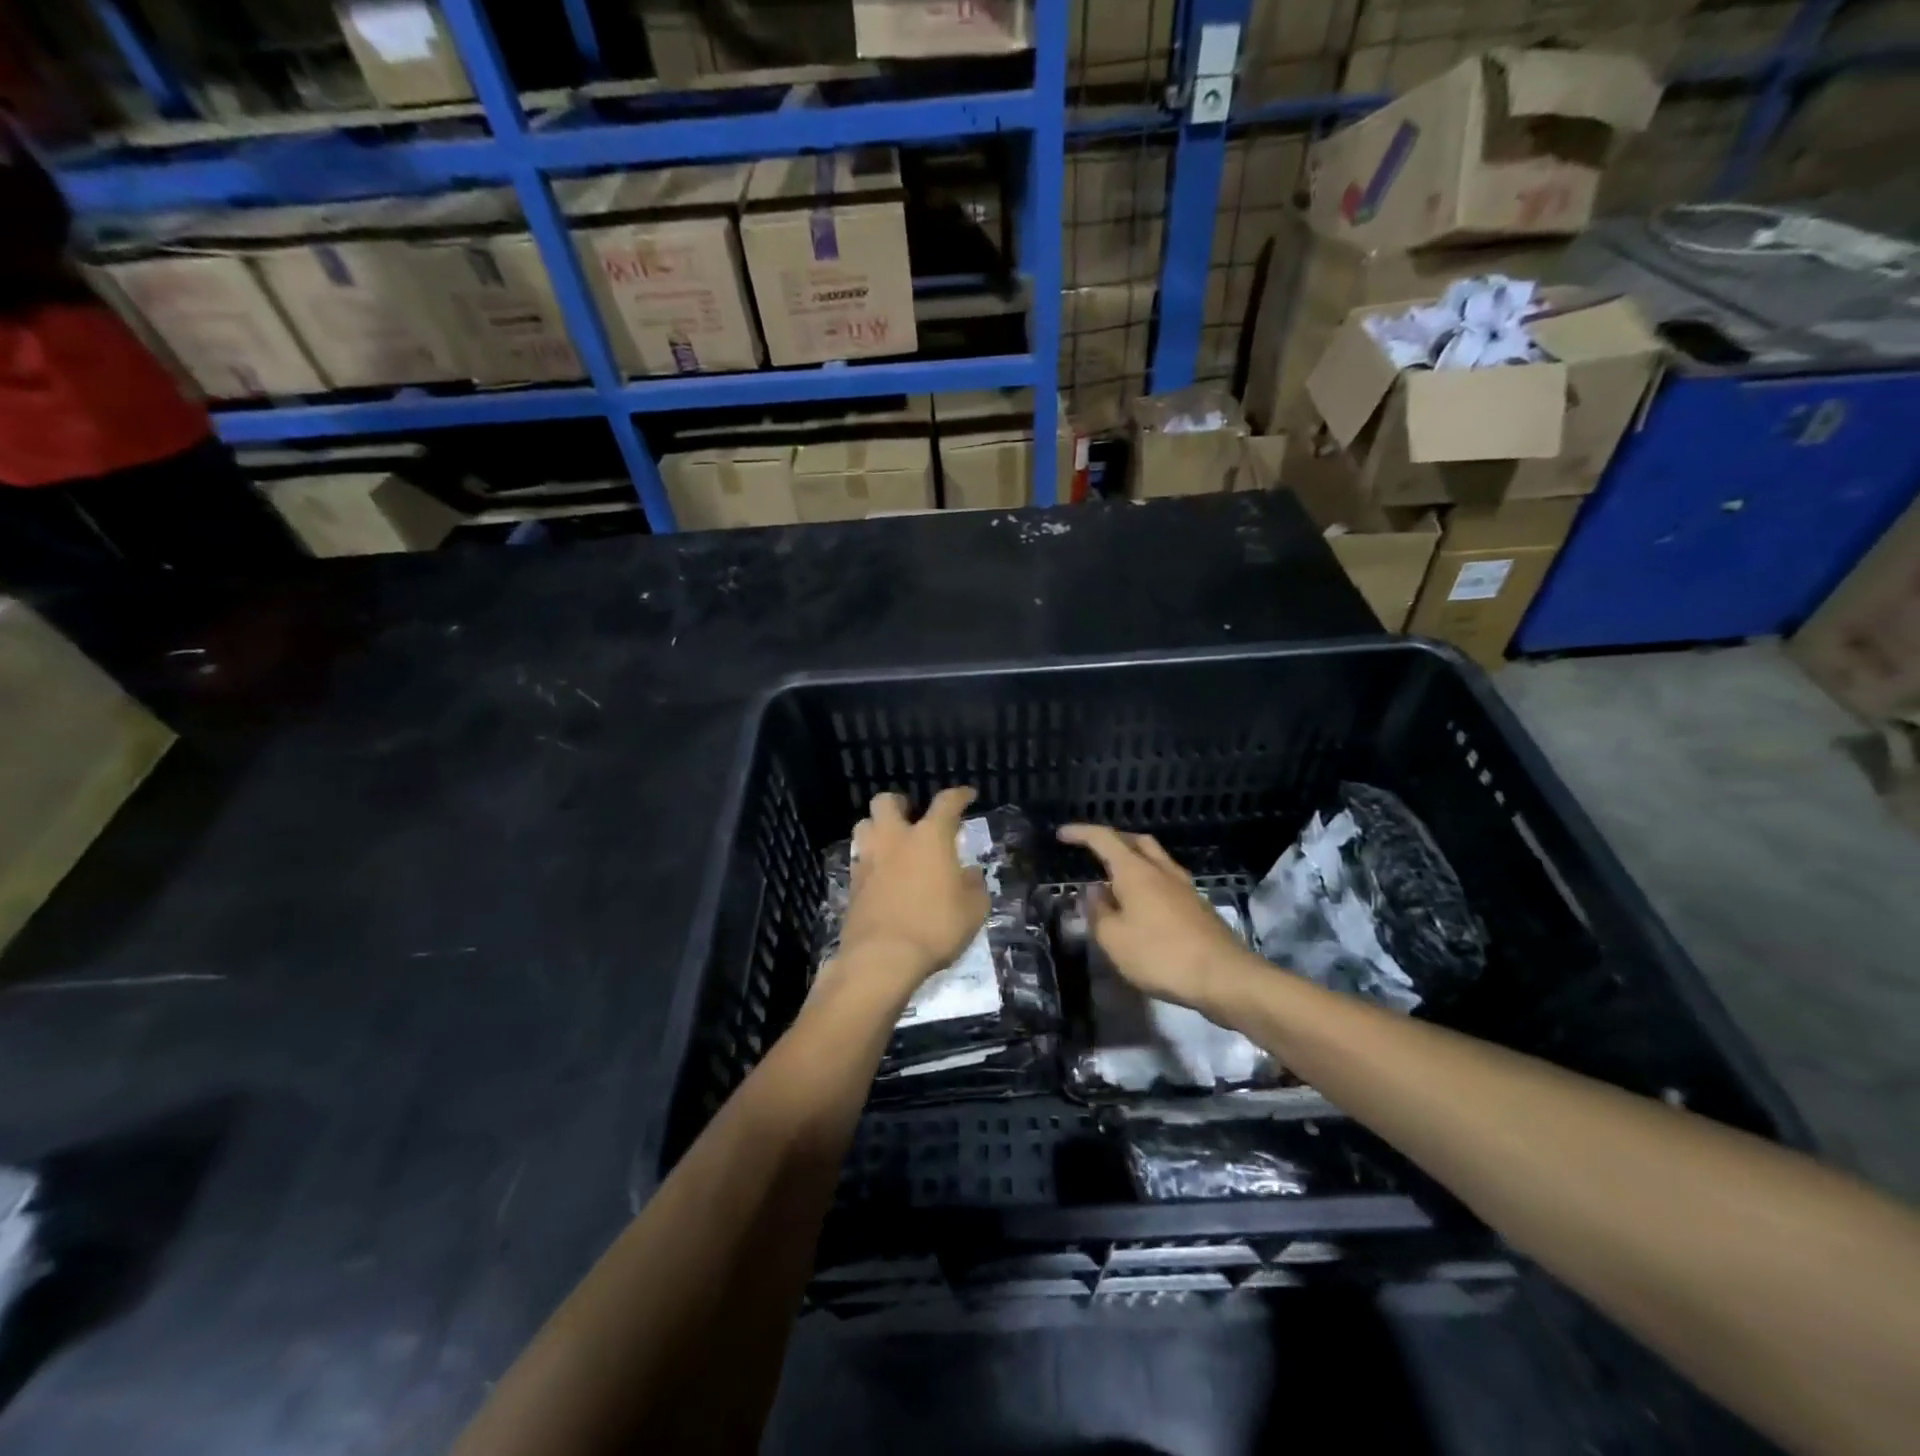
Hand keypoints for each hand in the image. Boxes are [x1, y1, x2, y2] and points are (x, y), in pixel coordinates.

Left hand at [830, 787, 988, 1002]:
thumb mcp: (973, 910)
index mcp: (929, 837)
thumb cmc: (935, 927)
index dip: (959, 795)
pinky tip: (882, 875)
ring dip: (878, 828)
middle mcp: (895, 839)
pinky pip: (859, 858)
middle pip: (886, 802)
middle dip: (900, 804)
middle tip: (912, 816)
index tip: (967, 796)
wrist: (882, 958)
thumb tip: (969, 874)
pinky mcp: (852, 884)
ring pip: (864, 825)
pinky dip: (870, 860)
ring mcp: (868, 859)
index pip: (946, 803)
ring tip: (892, 844)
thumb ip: (974, 886)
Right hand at [1057, 824, 1250, 1013]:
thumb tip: (1093, 890)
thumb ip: (1098, 912)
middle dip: (1112, 840)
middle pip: (1135, 841)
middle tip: (1092, 851)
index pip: (1104, 839)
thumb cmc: (1161, 955)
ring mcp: (1184, 887)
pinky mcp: (1198, 906)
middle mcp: (1161, 870)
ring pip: (1155, 859)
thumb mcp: (1114, 939)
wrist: (1224, 977)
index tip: (1061, 834)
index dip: (1081, 833)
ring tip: (1114, 879)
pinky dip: (1148, 881)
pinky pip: (1166, 880)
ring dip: (1132, 860)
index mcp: (1136, 872)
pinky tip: (1141, 904)